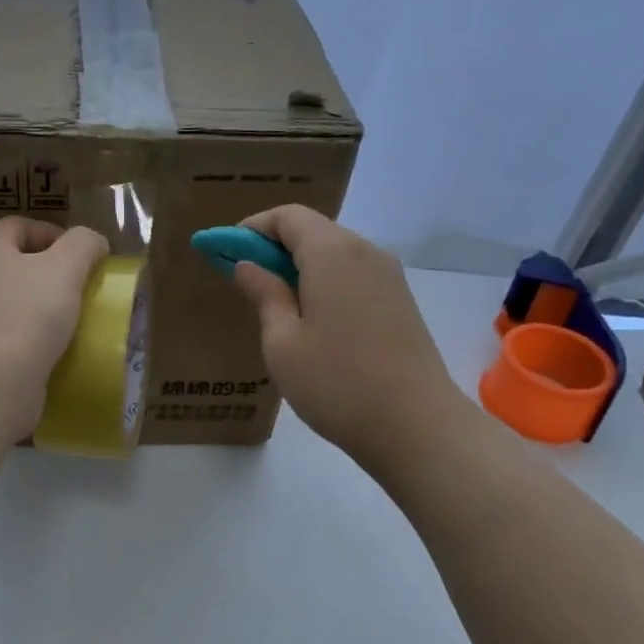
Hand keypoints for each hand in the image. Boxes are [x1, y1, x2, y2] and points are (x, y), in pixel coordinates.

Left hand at [0, 216, 110, 442]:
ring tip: (83, 324)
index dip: (48, 231)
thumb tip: (94, 242)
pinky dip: (43, 346)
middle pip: (17, 268)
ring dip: (50, 313)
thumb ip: (83, 245)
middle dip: (53, 275)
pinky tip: (66, 356)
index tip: (80, 252)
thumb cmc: (26, 315)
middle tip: (86, 289)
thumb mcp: (65, 267)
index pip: (15, 227)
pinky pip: (20, 343)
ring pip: (20, 308)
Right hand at [231, 205, 463, 471]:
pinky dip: (324, 279)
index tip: (225, 251)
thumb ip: (264, 295)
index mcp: (332, 253)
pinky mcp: (400, 300)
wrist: (418, 427)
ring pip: (334, 252)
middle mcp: (364, 252)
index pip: (288, 216)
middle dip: (273, 244)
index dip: (252, 228)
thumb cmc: (337, 383)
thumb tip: (248, 266)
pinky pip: (353, 273)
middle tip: (244, 276)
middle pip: (312, 229)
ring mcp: (388, 276)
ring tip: (274, 300)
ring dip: (299, 264)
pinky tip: (311, 316)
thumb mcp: (283, 342)